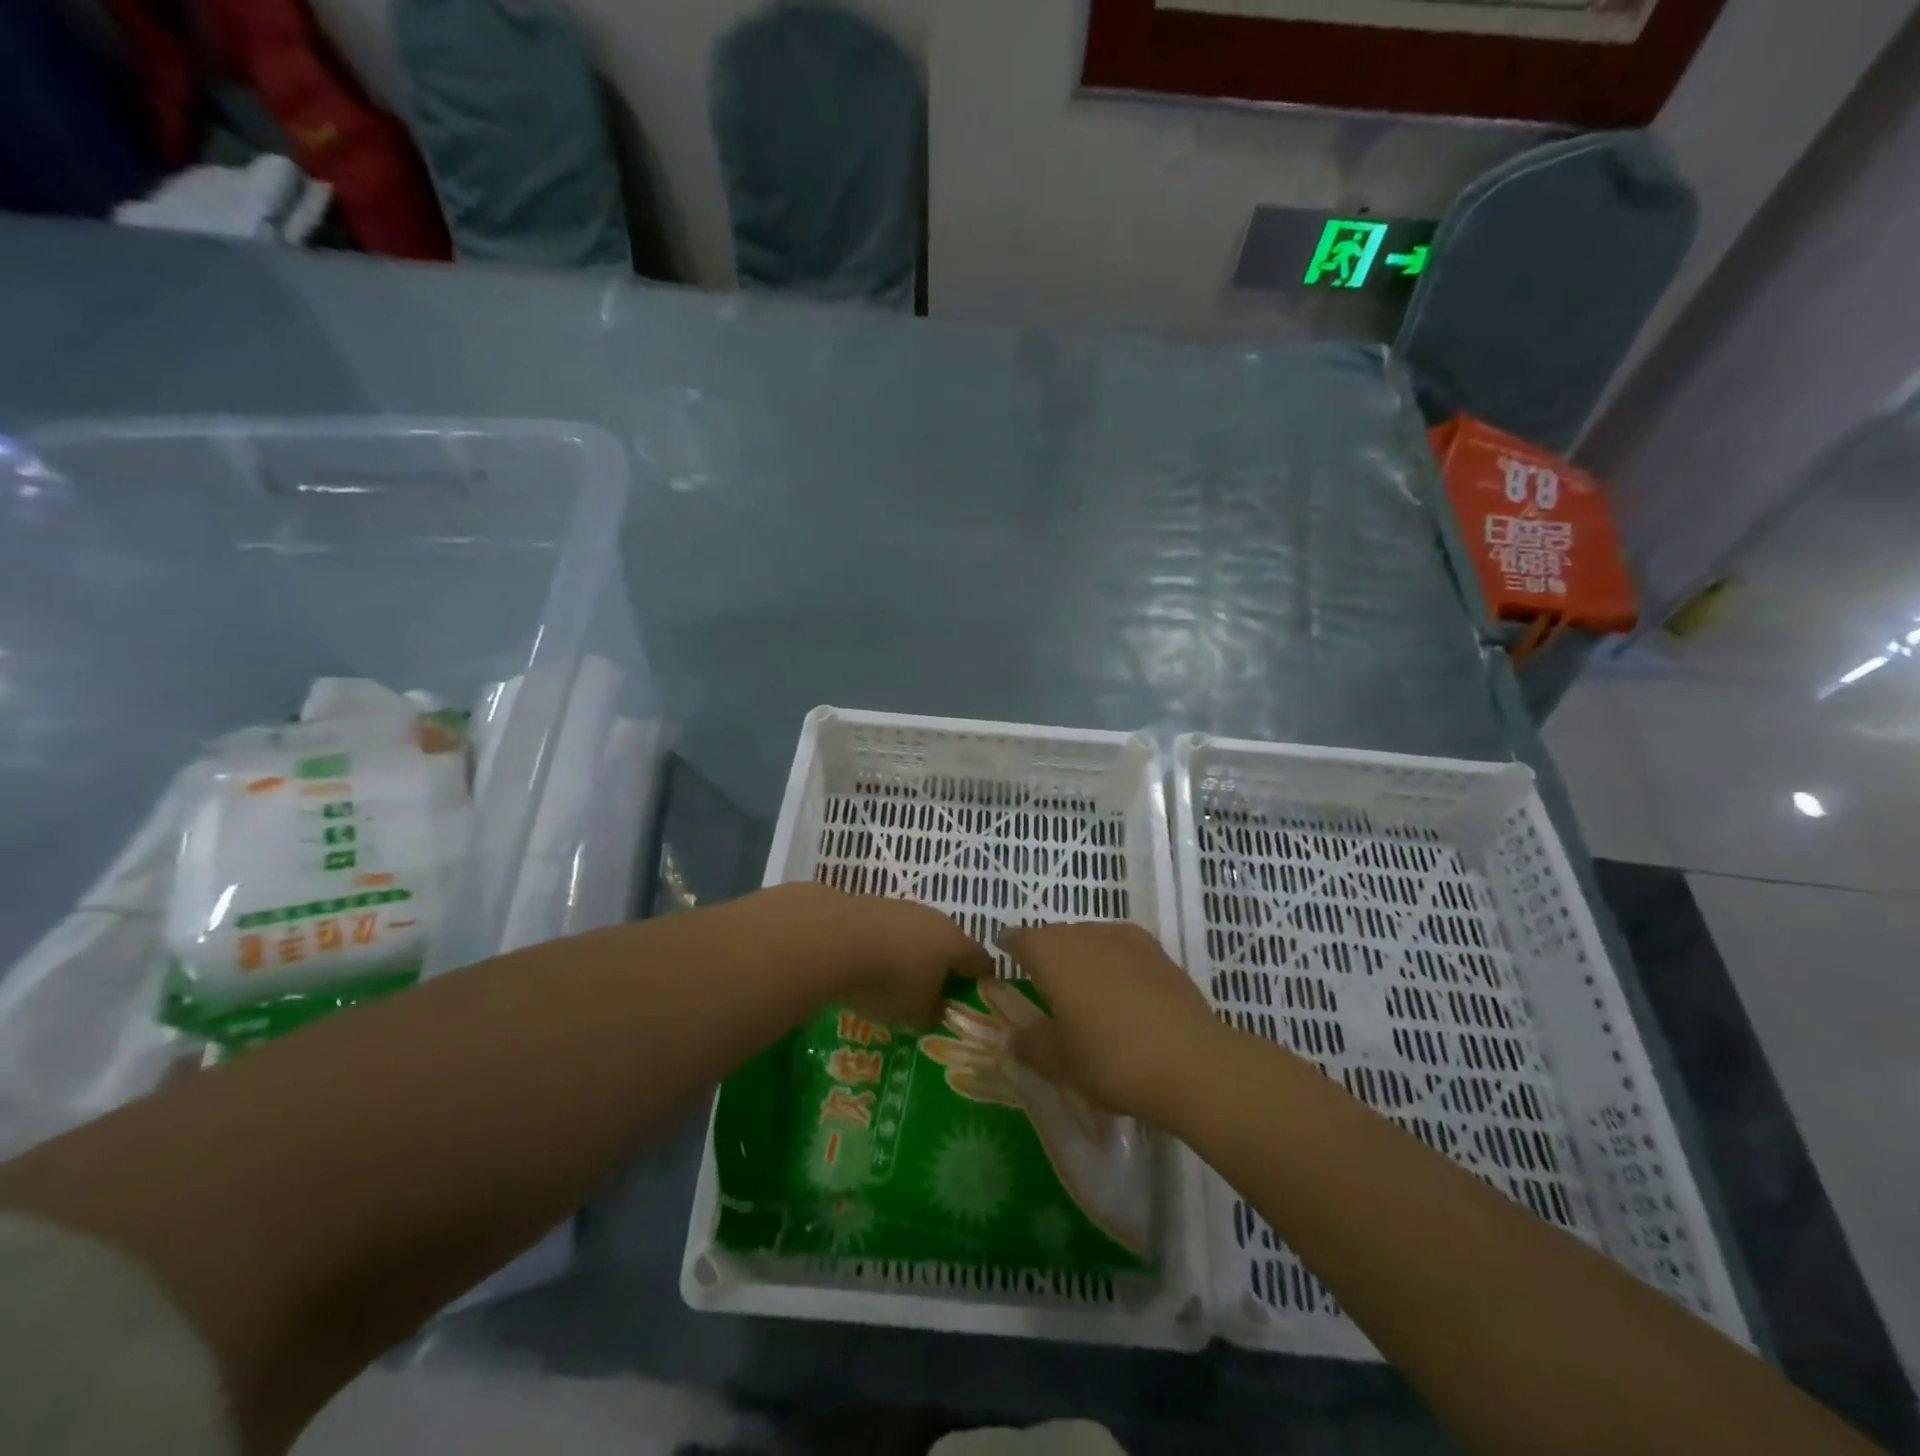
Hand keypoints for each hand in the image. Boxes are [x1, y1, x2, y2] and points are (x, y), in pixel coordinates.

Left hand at [752, 883, 992, 1027]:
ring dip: (909, 954)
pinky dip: (883, 947)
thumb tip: (936, 1011)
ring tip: (895, 981)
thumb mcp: (916, 1012)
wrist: (835, 939)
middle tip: (933, 993)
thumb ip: (932, 1013)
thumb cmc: (890, 980)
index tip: (977, 997)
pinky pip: (886, 931)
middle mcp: (934, 918)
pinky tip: (867, 965)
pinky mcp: (869, 904)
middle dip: (942, 967)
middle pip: (947, 943)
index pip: (980, 960)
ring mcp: (900, 907)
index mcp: (955, 942)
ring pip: (915, 934)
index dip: (982, 980)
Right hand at [999, 921, 1220, 1123]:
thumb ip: (1028, 1042)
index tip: (1003, 959)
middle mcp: (1086, 933)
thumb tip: (1010, 1035)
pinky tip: (1121, 996)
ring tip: (1085, 995)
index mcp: (1052, 952)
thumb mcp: (1058, 1061)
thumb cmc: (1110, 1059)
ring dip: (1082, 960)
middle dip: (1047, 957)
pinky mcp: (1158, 951)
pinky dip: (1113, 966)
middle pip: (1056, 937)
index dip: (1009, 948)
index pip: (1019, 939)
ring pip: (1090, 940)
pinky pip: (1121, 950)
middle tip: (1045, 990)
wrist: (1192, 1062)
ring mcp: (1126, 937)